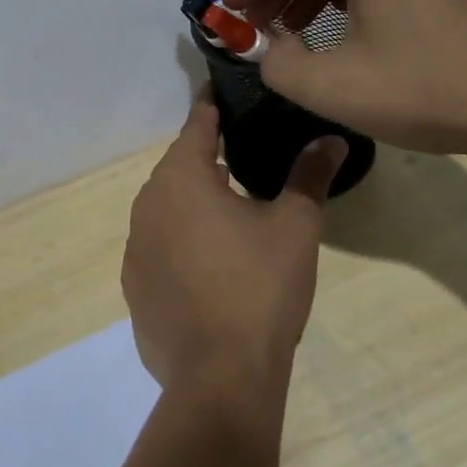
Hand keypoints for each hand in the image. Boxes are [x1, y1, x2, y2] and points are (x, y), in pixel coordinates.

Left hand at [121, 96, 345, 401]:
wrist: (219, 374)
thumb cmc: (259, 287)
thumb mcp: (295, 227)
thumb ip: (309, 176)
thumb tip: (331, 139)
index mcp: (181, 178)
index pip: (197, 125)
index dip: (213, 106)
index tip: (226, 91)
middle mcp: (148, 203)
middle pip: (179, 166)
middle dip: (207, 156)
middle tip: (241, 151)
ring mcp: (134, 245)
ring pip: (167, 206)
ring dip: (194, 200)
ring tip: (229, 204)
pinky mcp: (134, 283)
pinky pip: (159, 244)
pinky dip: (181, 239)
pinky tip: (209, 260)